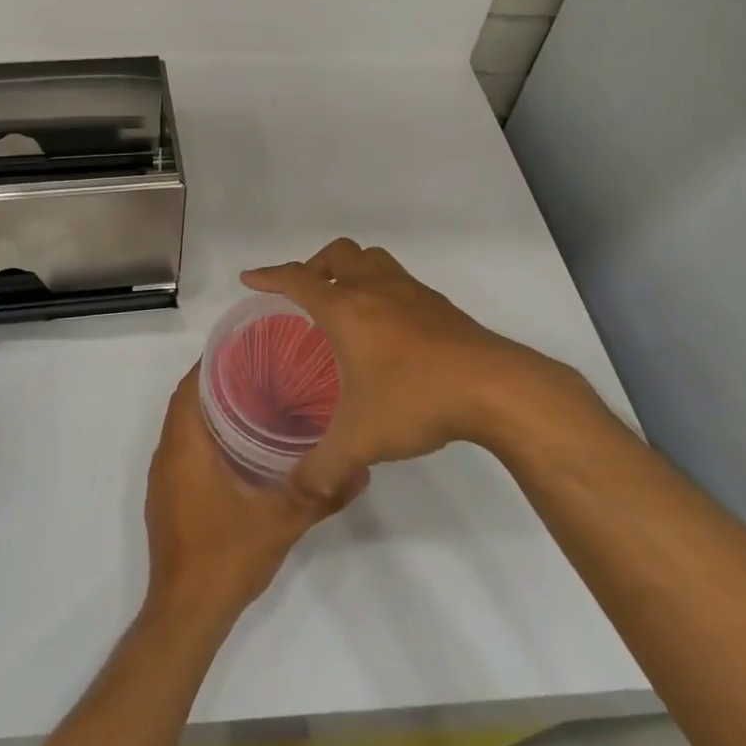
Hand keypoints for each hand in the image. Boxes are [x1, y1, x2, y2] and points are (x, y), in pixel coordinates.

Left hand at [144, 366, 361, 627]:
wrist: (185, 616)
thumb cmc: (226, 558)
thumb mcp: (282, 523)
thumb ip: (320, 494)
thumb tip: (360, 469)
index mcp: (185, 448)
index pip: (189, 387)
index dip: (212, 362)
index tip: (246, 348)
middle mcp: (167, 456)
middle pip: (186, 403)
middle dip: (217, 383)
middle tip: (261, 371)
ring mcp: (164, 480)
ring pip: (183, 429)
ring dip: (211, 411)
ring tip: (255, 400)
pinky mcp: (167, 500)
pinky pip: (183, 451)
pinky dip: (205, 438)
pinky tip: (239, 448)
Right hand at [243, 238, 587, 501]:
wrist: (494, 387)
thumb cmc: (415, 399)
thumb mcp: (360, 441)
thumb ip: (323, 467)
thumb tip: (299, 490)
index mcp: (346, 309)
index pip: (297, 280)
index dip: (269, 277)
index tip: (250, 278)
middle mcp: (376, 289)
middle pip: (338, 254)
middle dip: (313, 266)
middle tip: (304, 293)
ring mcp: (412, 293)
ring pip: (373, 259)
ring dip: (351, 270)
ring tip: (345, 301)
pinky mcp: (440, 305)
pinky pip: (399, 281)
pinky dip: (382, 289)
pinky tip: (388, 327)